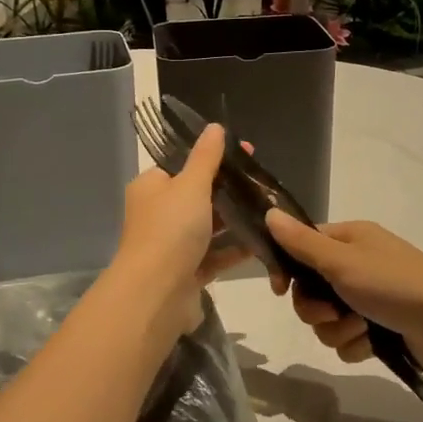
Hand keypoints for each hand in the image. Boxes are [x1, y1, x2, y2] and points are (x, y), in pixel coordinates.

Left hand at [108, 124, 245, 343]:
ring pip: (209, 226)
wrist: (156, 294)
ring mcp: (173, 245)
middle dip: (230, 190)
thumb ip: (206, 158)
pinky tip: (263, 241)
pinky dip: (236, 249)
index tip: (247, 153)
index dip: (214, 157)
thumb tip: (215, 127)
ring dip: (236, 219)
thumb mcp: (190, 185)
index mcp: (152, 187)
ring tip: (270, 210)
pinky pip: (215, 255)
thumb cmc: (170, 230)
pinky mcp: (188, 272)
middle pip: (199, 195)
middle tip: (264, 184)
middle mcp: (159, 214)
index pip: (183, 164)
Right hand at [263, 211, 422, 384]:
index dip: (288, 270)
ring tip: (361, 329)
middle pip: (310, 290)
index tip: (280, 289)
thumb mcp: (343, 261)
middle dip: (315, 308)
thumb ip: (303, 244)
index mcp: (349, 240)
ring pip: (326, 320)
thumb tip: (269, 214)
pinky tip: (373, 345)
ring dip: (337, 329)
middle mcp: (357, 265)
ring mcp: (369, 298)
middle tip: (331, 312)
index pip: (302, 248)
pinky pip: (347, 340)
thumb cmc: (395, 284)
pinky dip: (356, 345)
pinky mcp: (380, 329)